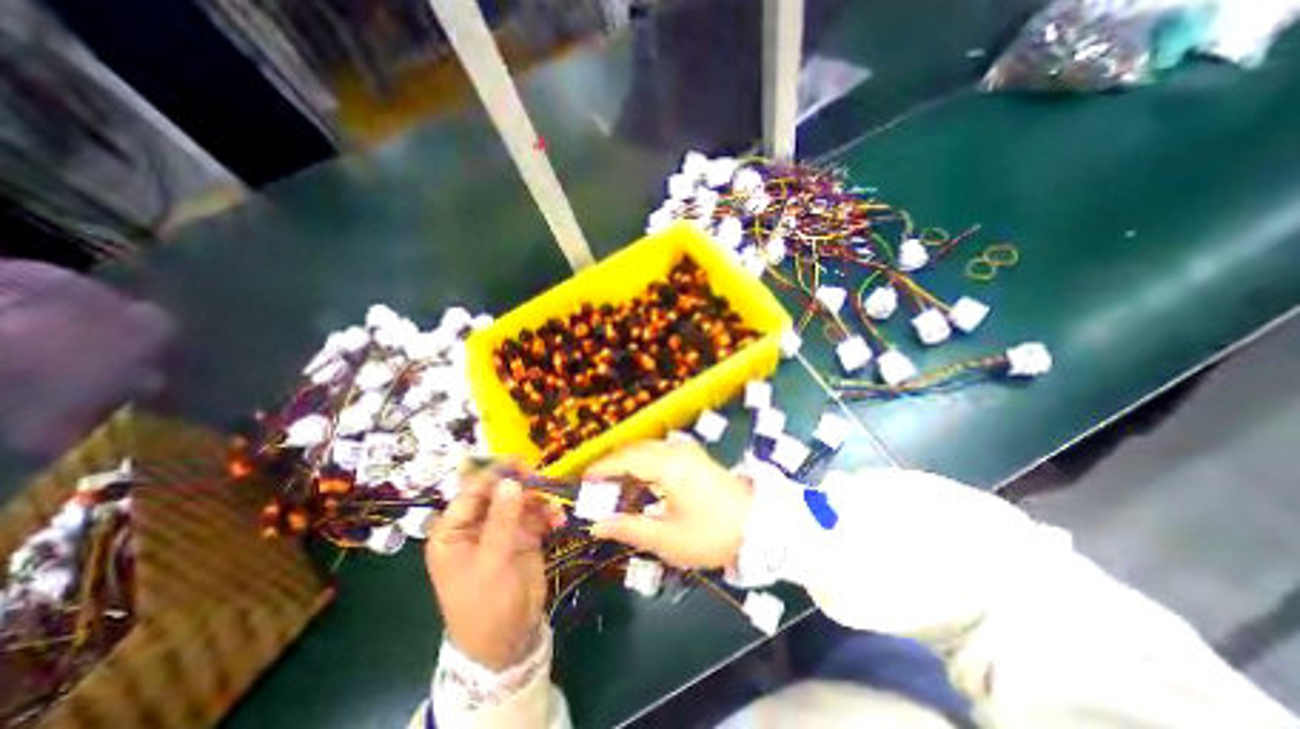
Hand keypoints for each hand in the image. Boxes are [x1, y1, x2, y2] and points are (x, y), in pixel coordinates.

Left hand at [430, 469, 566, 667]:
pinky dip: (549, 514)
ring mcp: (502, 529)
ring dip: (540, 500)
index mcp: (454, 530)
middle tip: (544, 481)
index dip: (495, 474)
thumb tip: (511, 481)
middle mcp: (477, 524)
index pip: (472, 491)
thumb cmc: (485, 605)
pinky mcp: (523, 536)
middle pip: (500, 491)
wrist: (508, 640)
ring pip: (521, 500)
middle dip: (523, 485)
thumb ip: (502, 520)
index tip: (521, 462)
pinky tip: (559, 520)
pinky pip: (537, 514)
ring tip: (555, 508)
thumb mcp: (491, 562)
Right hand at [588, 436, 759, 570]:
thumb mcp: (667, 539)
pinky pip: (662, 452)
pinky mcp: (696, 457)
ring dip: (629, 462)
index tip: (583, 481)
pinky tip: (642, 481)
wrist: (760, 527)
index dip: (601, 469)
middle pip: (635, 449)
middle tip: (597, 486)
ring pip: (648, 449)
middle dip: (613, 464)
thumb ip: (629, 529)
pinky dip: (645, 463)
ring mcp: (688, 451)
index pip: (624, 460)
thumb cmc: (711, 534)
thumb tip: (597, 525)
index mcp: (667, 466)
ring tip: (616, 485)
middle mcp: (675, 450)